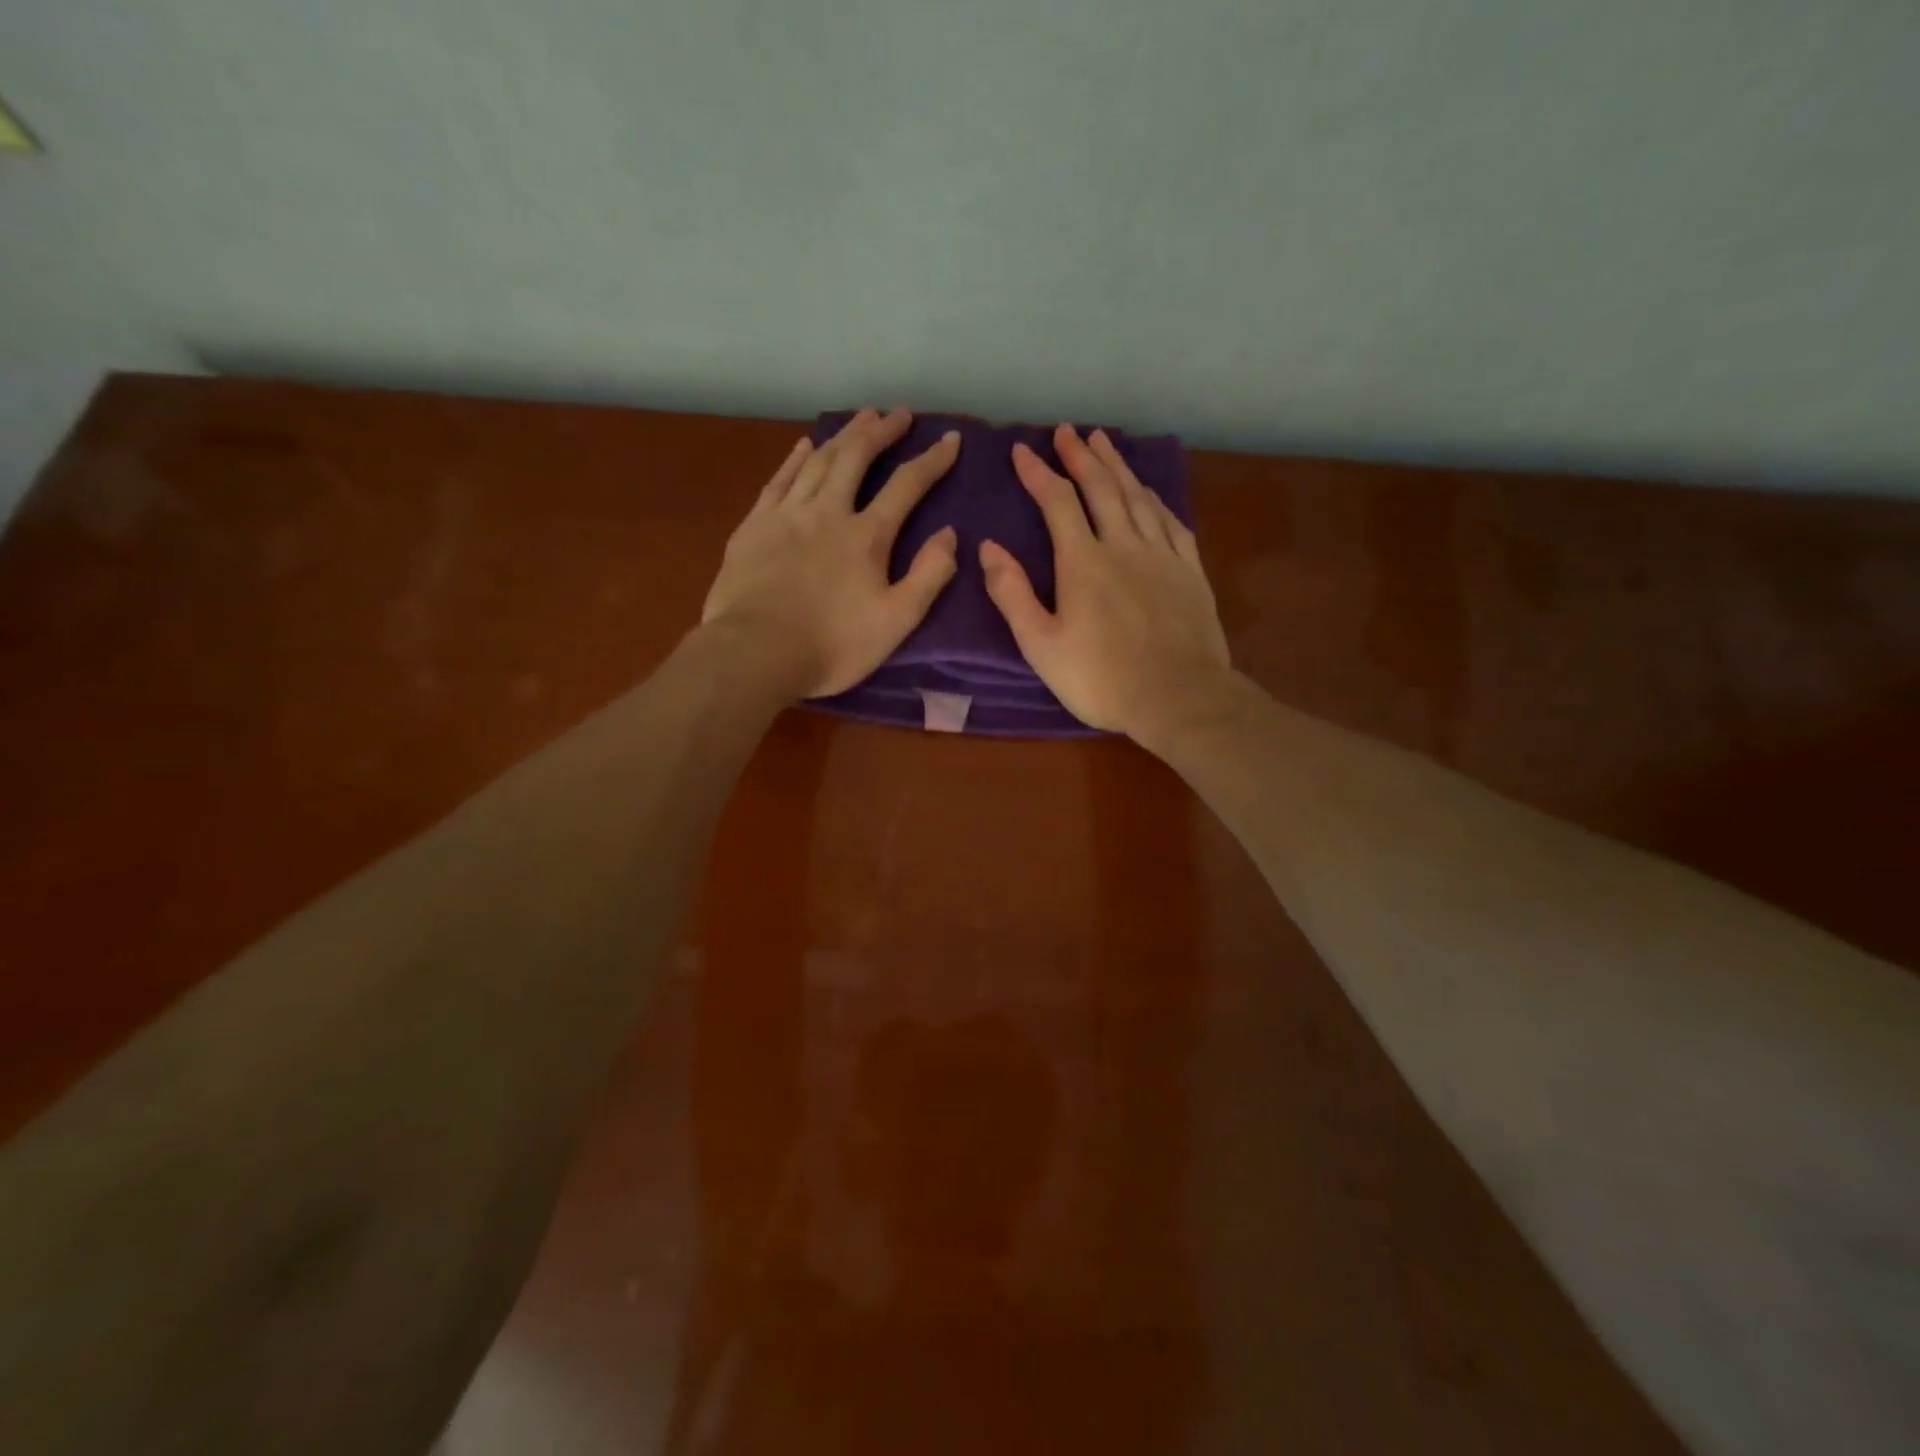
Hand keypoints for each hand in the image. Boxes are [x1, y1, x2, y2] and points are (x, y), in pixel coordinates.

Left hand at [702, 409, 961, 698]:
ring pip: (818, 460)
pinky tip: (805, 445)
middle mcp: (829, 512)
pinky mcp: (755, 526)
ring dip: (843, 435)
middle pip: (857, 458)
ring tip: (861, 417)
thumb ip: (928, 576)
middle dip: (882, 431)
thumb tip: (950, 534)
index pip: (907, 485)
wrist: (755, 653)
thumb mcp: (896, 621)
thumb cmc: (832, 645)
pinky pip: (779, 479)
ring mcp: (787, 514)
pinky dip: (795, 458)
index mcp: (867, 536)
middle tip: (899, 414)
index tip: (950, 438)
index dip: (932, 460)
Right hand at [981, 425, 1231, 743]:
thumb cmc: (1101, 678)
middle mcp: (1124, 545)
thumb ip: (1013, 595)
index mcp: (1083, 562)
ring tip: (1104, 442)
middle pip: (1101, 488)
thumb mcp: (1041, 645)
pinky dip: (1155, 499)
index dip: (1038, 473)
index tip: (1022, 450)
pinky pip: (1172, 521)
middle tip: (1067, 431)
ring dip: (1118, 467)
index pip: (1057, 503)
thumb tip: (989, 547)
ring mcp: (1162, 555)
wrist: (1178, 697)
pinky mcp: (1190, 571)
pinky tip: (1149, 491)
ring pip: (1138, 497)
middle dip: (1081, 456)